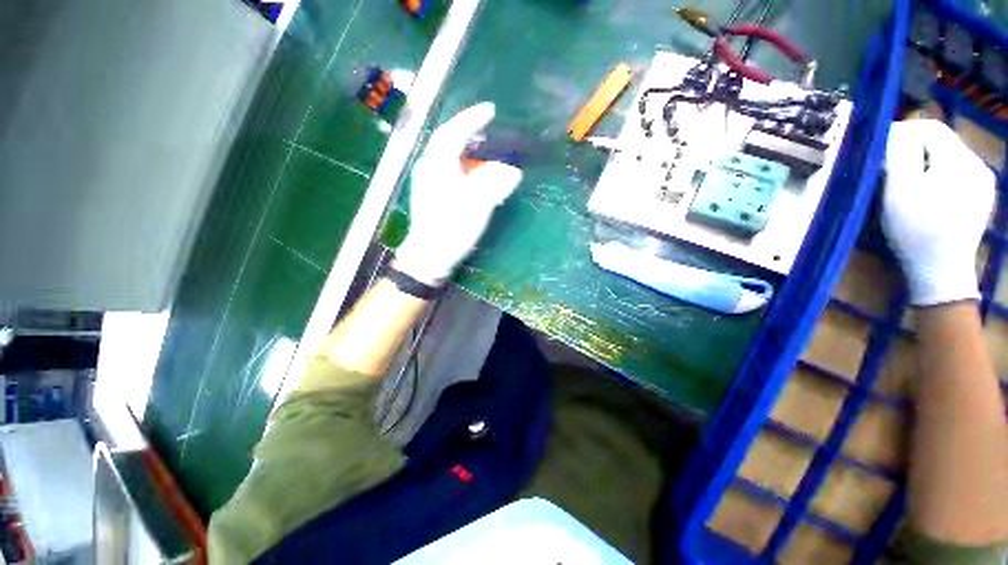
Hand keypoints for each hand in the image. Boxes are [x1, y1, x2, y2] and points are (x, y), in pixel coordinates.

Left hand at [393, 102, 522, 285]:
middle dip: (465, 129)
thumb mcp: (478, 207)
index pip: (454, 133)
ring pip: (445, 154)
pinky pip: (445, 168)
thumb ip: (496, 185)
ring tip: (480, 146)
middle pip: (446, 140)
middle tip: (485, 125)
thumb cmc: (451, 229)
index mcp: (438, 166)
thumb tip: (513, 172)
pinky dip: (459, 163)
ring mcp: (426, 181)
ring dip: (463, 147)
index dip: (472, 119)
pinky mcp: (428, 193)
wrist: (428, 256)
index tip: (490, 110)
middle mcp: (428, 167)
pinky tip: (469, 170)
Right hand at [883, 119, 995, 305]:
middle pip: (942, 143)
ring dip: (925, 163)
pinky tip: (928, 194)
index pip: (931, 128)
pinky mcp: (981, 198)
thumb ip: (899, 154)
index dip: (904, 131)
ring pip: (949, 158)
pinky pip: (957, 174)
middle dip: (914, 150)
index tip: (880, 147)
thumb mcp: (900, 190)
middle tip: (890, 169)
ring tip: (908, 184)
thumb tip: (894, 131)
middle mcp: (978, 165)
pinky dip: (938, 176)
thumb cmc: (917, 230)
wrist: (941, 271)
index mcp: (960, 161)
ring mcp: (983, 183)